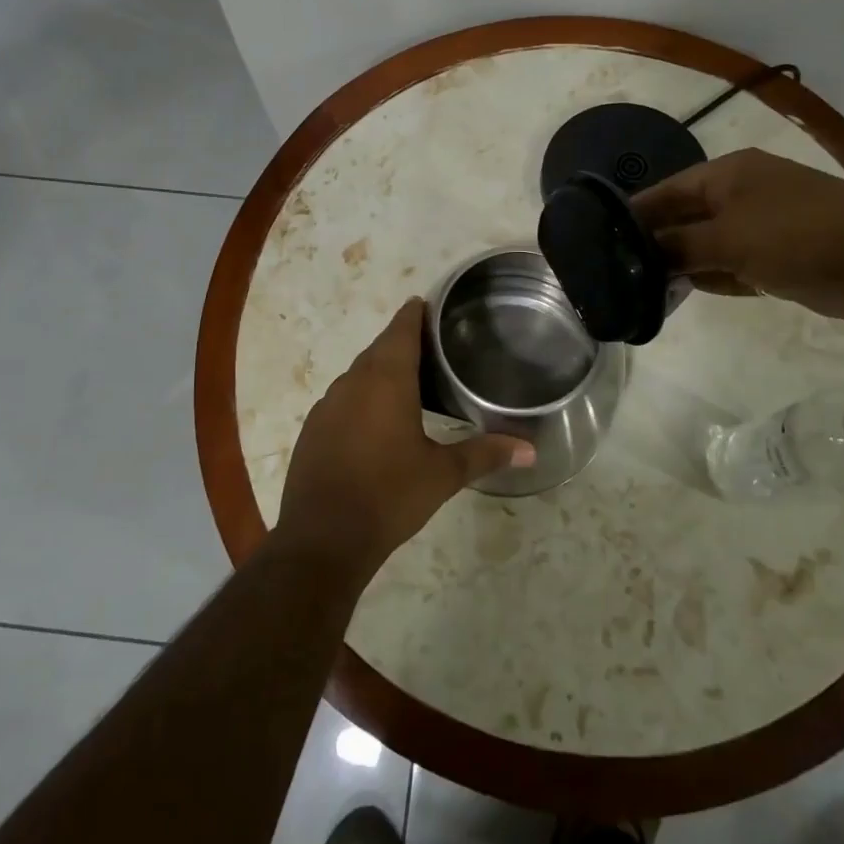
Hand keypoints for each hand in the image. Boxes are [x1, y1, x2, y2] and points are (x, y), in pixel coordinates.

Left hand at [276, 299, 532, 575]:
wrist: (323, 539)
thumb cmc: (389, 496)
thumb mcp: (443, 475)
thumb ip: (485, 454)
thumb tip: (530, 450)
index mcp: (386, 380)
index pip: (401, 329)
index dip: (415, 314)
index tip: (428, 304)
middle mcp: (353, 382)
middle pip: (379, 348)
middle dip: (401, 341)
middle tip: (431, 344)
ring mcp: (328, 405)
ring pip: (358, 373)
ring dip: (380, 369)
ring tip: (408, 380)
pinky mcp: (313, 429)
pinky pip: (342, 398)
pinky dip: (361, 396)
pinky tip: (375, 419)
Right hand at [630, 148, 843, 323]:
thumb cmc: (799, 235)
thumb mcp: (729, 239)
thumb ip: (680, 247)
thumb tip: (641, 254)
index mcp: (727, 175)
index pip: (666, 191)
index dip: (633, 214)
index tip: (599, 238)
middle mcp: (741, 194)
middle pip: (684, 218)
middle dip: (655, 243)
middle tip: (616, 271)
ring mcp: (761, 226)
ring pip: (706, 245)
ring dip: (681, 264)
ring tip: (639, 288)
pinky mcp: (778, 257)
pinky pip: (731, 265)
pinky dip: (711, 278)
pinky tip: (682, 294)